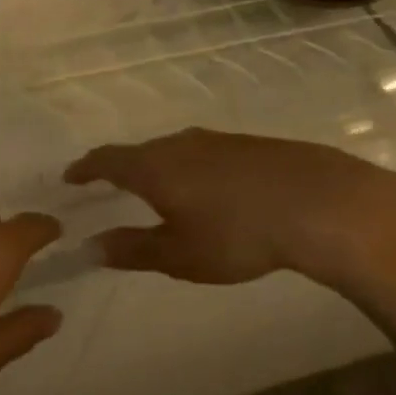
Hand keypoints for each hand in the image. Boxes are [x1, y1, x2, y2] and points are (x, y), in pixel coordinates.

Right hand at [64, 128, 395, 290]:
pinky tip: (210, 191)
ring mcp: (216, 140)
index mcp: (153, 166)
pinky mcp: (250, 144)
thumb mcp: (180, 254)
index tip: (72, 178)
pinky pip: (204, 153)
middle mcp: (178, 144)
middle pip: (139, 152)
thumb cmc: (239, 234)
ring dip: (159, 168)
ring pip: (174, 151)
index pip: (106, 160)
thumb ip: (133, 250)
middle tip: (112, 188)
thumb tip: (92, 247)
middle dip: (121, 169)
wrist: (323, 203)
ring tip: (160, 191)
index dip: (86, 169)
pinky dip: (192, 169)